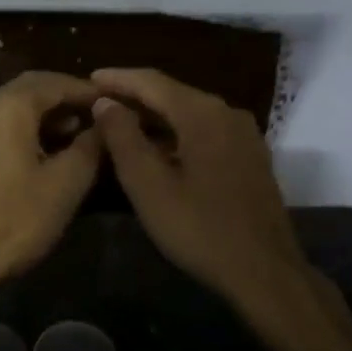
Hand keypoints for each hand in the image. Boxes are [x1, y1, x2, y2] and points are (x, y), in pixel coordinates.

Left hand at [0, 72, 103, 287]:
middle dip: (60, 101)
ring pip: (5, 112)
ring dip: (38, 119)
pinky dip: (15, 135)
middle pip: (25, 92)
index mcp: (6, 107)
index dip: (84, 90)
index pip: (51, 81)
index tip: (109, 102)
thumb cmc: (16, 220)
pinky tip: (31, 159)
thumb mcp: (66, 183)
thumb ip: (89, 146)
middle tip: (91, 118)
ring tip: (67, 139)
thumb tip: (104, 123)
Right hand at [90, 68, 306, 308]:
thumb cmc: (199, 228)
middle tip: (100, 102)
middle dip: (135, 96)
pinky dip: (176, 133)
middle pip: (173, 94)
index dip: (118, 79)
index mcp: (203, 114)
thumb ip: (123, 138)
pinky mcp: (250, 158)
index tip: (88, 79)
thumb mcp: (148, 186)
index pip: (153, 82)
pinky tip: (159, 149)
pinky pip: (205, 132)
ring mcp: (244, 136)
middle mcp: (228, 113)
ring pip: (190, 114)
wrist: (263, 271)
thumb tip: (106, 102)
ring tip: (122, 124)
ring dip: (155, 117)